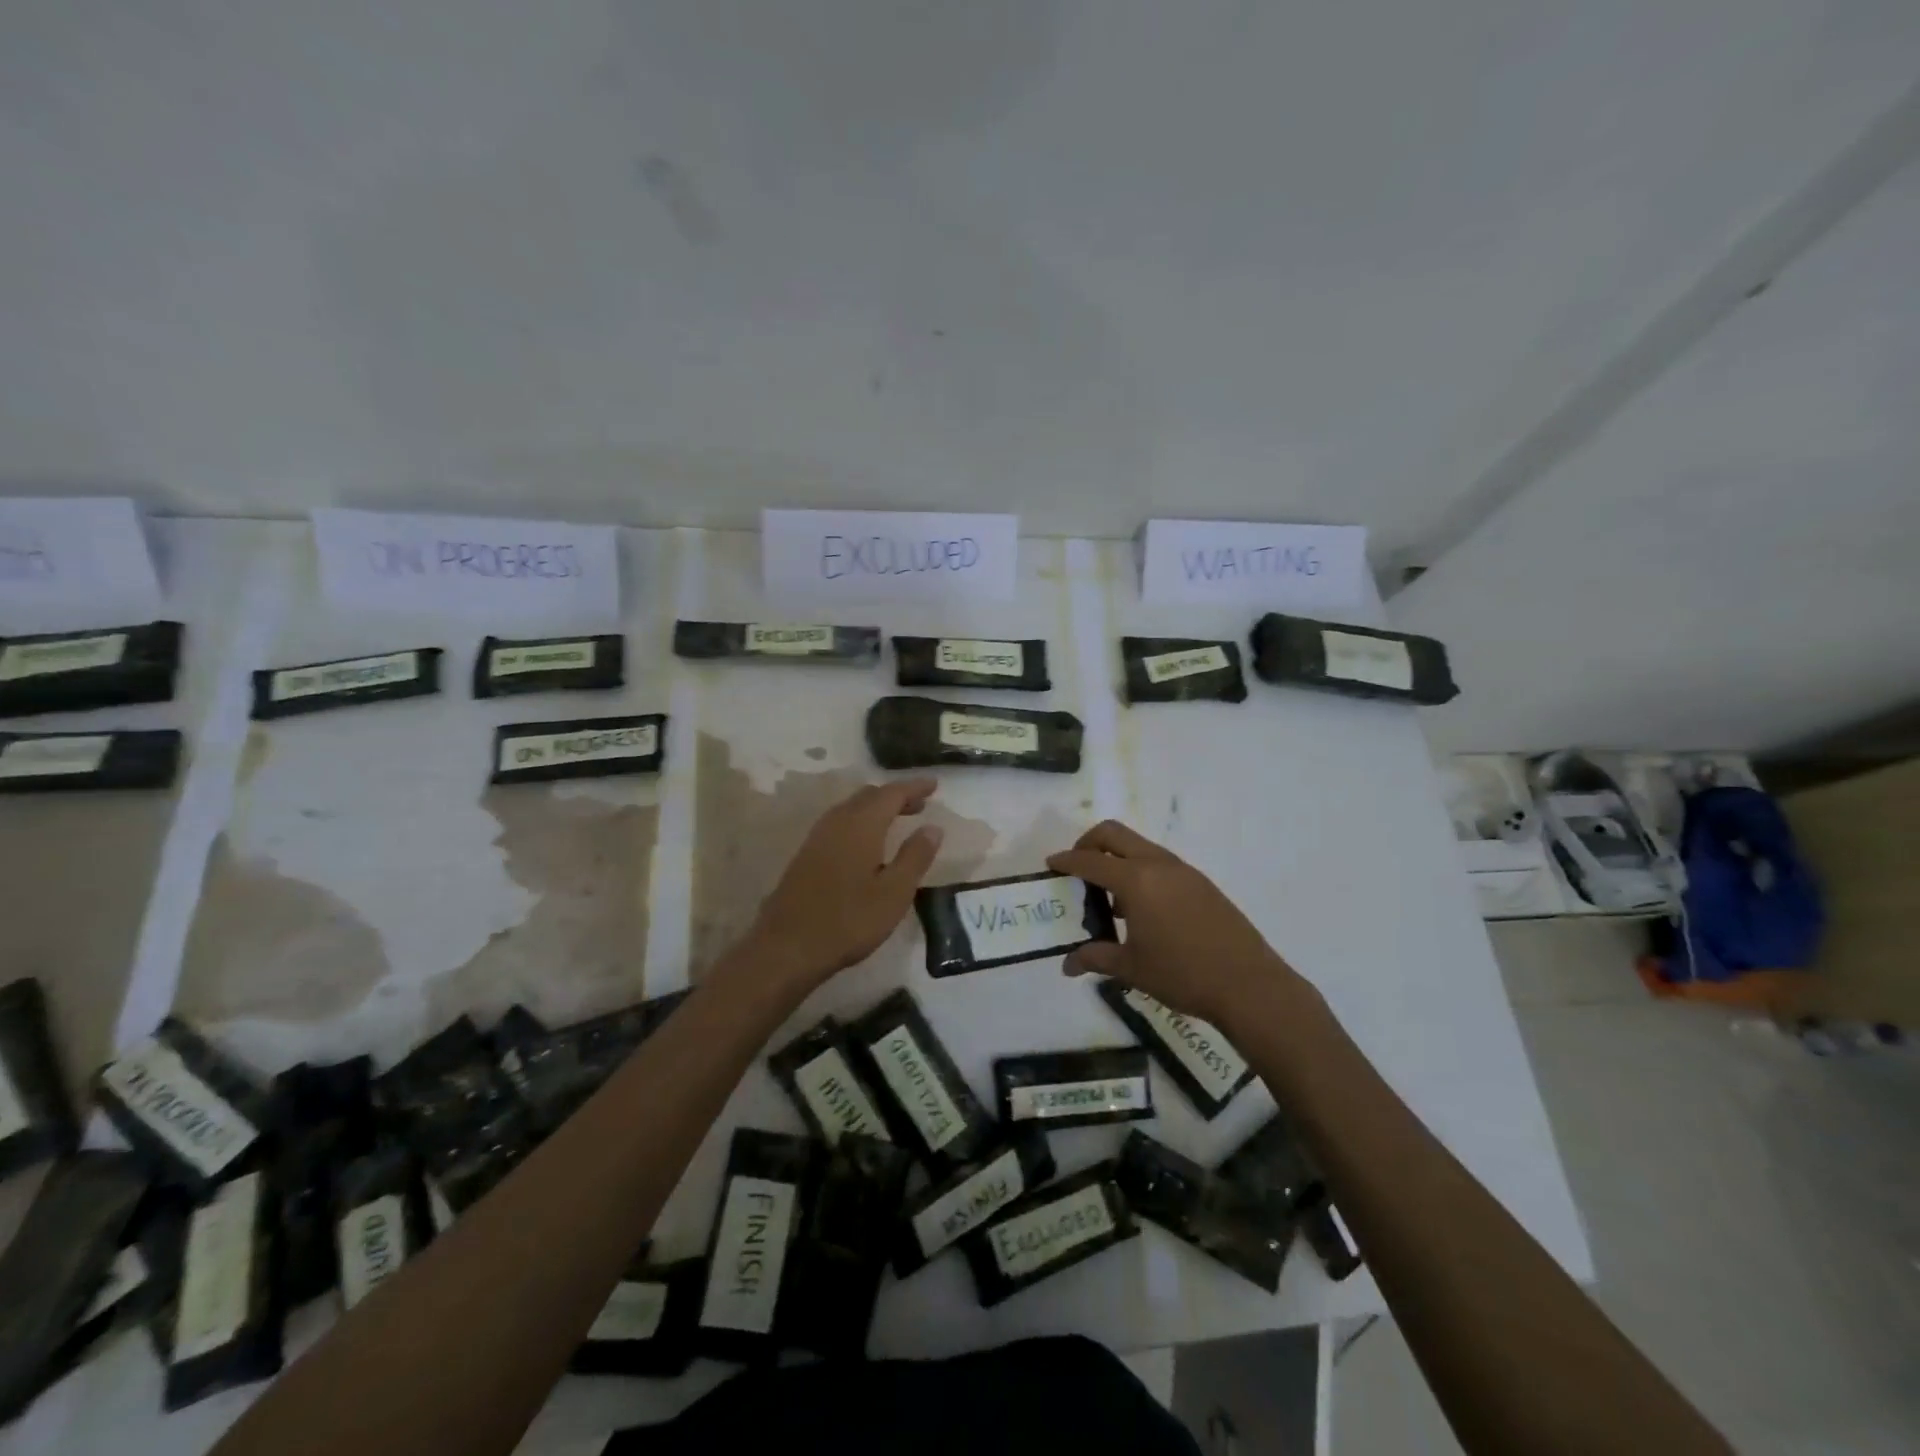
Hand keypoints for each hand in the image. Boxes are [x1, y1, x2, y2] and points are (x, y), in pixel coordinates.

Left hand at [746, 778, 943, 991]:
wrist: (786, 946)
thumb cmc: (848, 920)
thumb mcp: (894, 892)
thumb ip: (915, 857)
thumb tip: (933, 827)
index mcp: (862, 825)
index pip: (892, 793)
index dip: (914, 788)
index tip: (934, 785)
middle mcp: (837, 822)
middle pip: (869, 796)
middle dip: (895, 796)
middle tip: (919, 806)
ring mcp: (817, 837)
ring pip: (851, 808)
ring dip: (876, 808)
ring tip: (897, 821)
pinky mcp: (806, 854)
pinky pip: (839, 823)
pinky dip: (860, 821)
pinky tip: (866, 844)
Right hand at [1048, 820, 1296, 1028]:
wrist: (1249, 985)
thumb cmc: (1182, 974)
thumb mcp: (1131, 968)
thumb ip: (1096, 958)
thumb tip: (1067, 965)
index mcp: (1136, 880)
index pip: (1090, 861)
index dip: (1066, 861)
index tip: (1051, 865)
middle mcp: (1158, 864)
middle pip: (1114, 834)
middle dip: (1089, 844)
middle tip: (1077, 869)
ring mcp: (1183, 871)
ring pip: (1139, 847)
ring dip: (1117, 859)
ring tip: (1108, 897)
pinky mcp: (1201, 883)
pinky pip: (1160, 863)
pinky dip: (1140, 872)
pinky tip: (1141, 909)